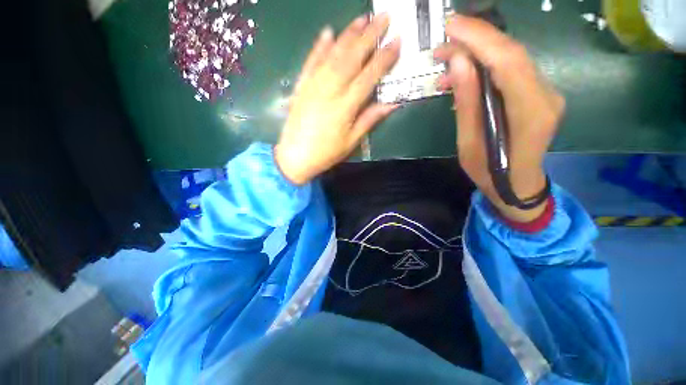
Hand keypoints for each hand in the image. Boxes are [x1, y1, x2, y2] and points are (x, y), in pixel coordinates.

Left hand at [275, 14, 400, 184]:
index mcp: (345, 106)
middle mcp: (330, 90)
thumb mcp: (351, 141)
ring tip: (362, 19)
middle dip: (370, 35)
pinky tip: (328, 32)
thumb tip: (392, 104)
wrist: (295, 156)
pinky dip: (320, 46)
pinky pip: (311, 61)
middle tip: (384, 17)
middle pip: (352, 57)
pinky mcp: (301, 85)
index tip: (397, 41)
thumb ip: (370, 120)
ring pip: (333, 54)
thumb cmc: (326, 153)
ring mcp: (313, 85)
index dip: (384, 58)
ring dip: (348, 34)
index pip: (369, 76)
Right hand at [434, 15, 564, 222]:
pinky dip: (485, 66)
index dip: (480, 38)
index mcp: (530, 112)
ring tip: (446, 64)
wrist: (517, 184)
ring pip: (511, 59)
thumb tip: (459, 63)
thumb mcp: (469, 143)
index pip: (508, 61)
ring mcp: (545, 92)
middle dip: (475, 41)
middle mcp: (546, 94)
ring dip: (477, 54)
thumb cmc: (489, 172)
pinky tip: (464, 76)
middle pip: (512, 53)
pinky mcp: (537, 93)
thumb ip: (467, 103)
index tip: (451, 26)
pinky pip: (510, 71)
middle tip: (442, 45)